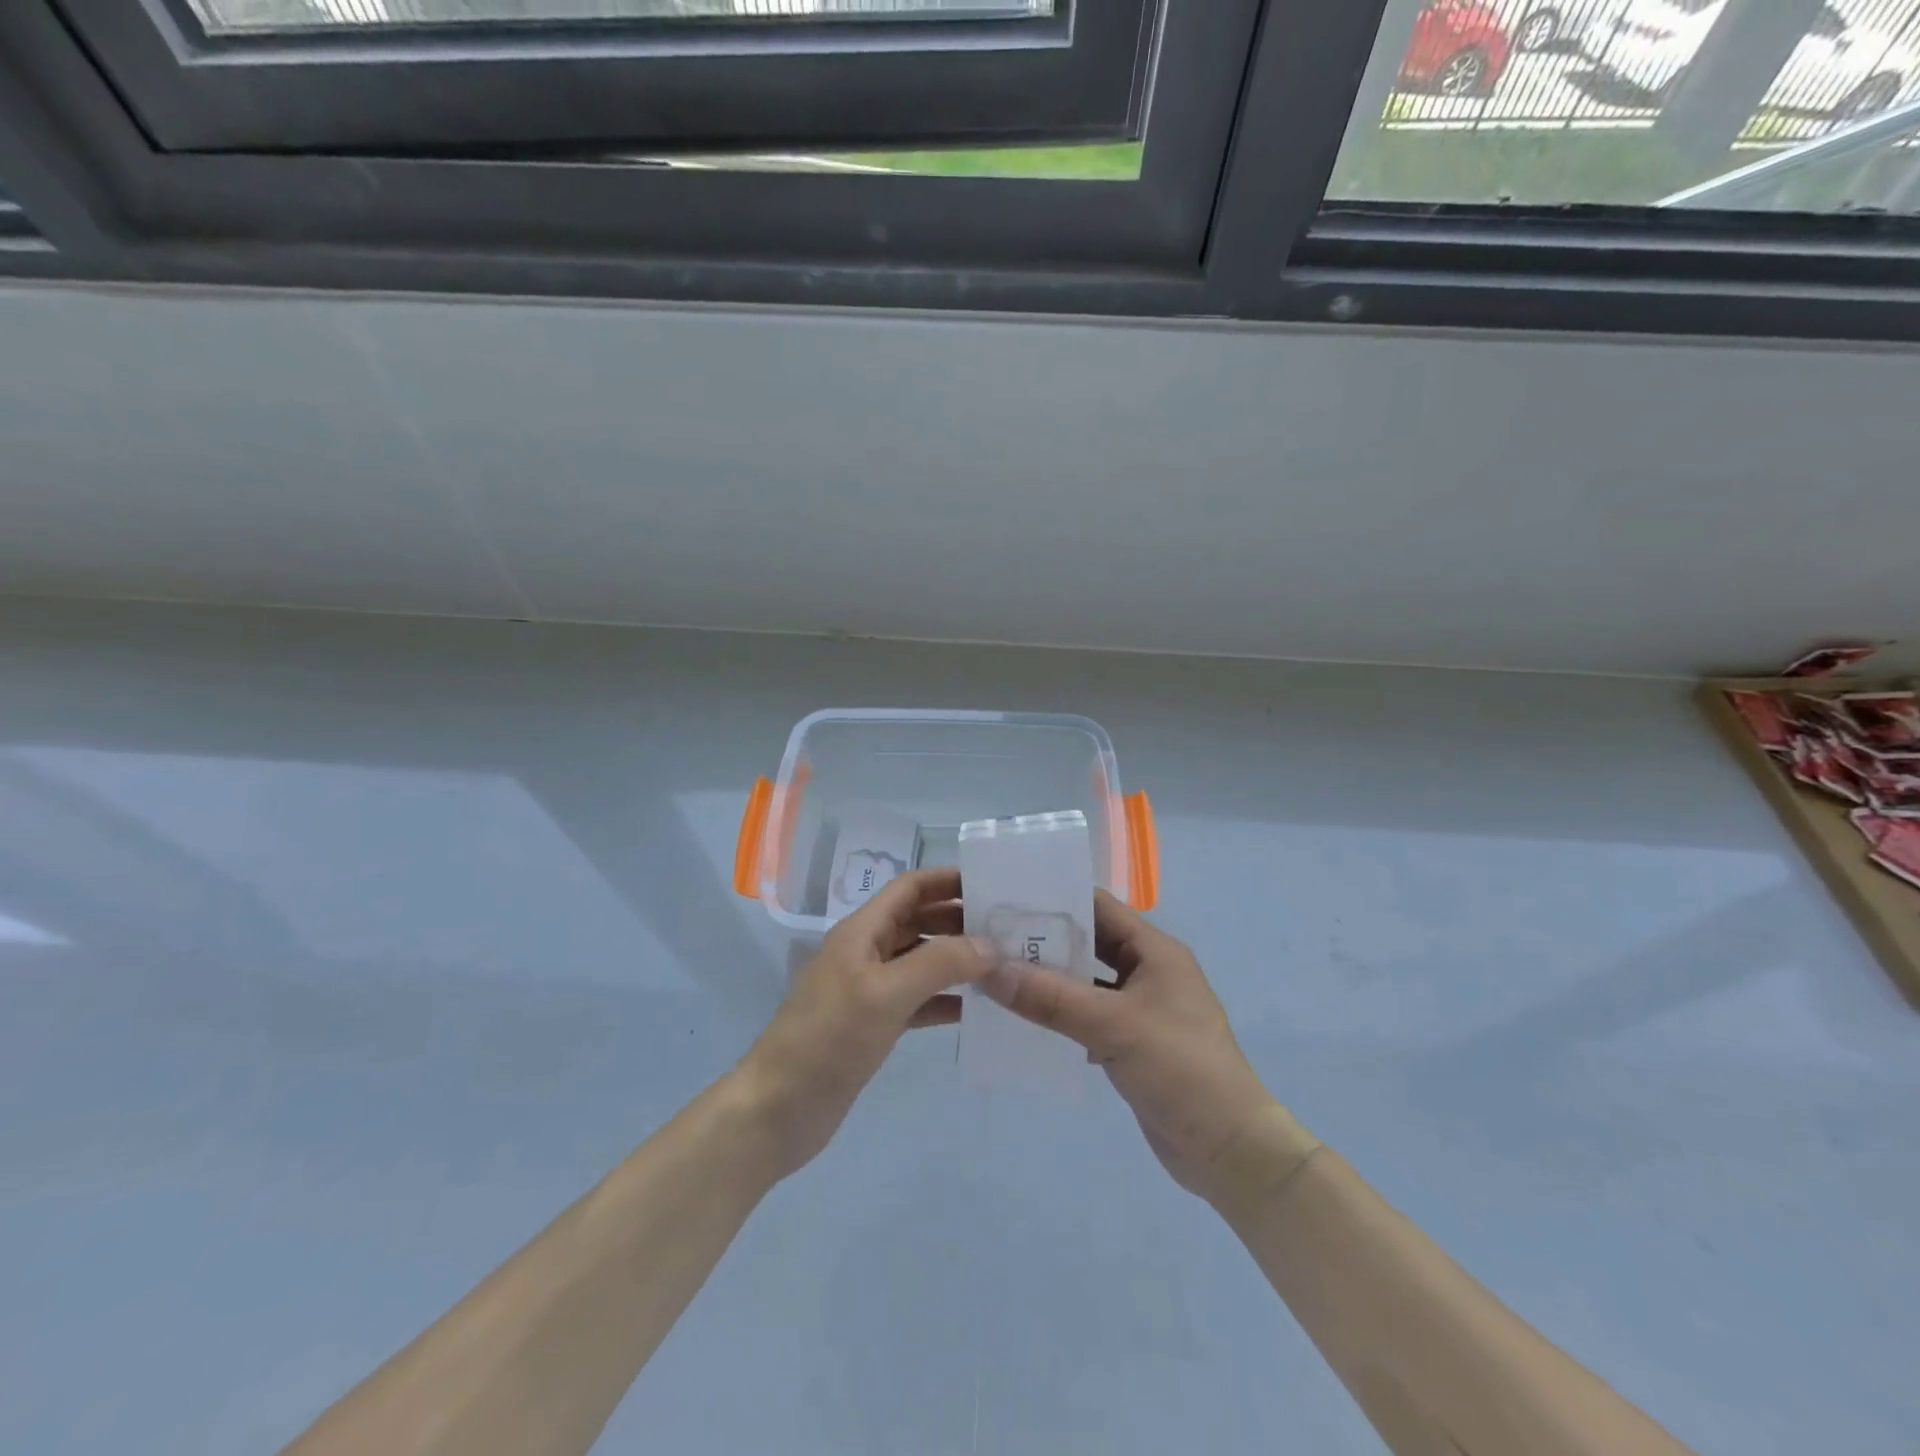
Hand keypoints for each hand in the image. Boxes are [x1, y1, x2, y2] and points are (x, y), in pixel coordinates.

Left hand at [736, 868, 994, 1181]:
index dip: (948, 880)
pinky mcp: (874, 1024)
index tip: (993, 883)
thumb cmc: (829, 1038)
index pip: (910, 888)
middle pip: (919, 921)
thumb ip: (940, 964)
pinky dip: (945, 999)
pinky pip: (918, 1000)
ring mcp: (870, 989)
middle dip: (960, 920)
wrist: (779, 1109)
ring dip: (957, 960)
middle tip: (1010, 928)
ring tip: (1004, 965)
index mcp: (862, 931)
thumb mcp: (886, 993)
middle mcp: (867, 952)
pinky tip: (977, 1008)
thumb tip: (991, 945)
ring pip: (921, 961)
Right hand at [982, 891, 1314, 1208]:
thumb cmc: (1180, 1068)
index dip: (1054, 900)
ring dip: (1048, 980)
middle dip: (1044, 941)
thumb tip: (990, 970)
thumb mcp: (1114, 1026)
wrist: (1229, 1149)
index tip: (1004, 900)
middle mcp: (1148, 971)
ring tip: (996, 976)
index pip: (1098, 907)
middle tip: (989, 940)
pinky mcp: (1131, 1043)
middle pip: (1088, 943)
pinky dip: (1059, 1015)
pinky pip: (1087, 1017)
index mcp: (1154, 950)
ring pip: (1085, 982)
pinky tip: (1022, 1021)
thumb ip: (1052, 997)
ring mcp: (1140, 1008)